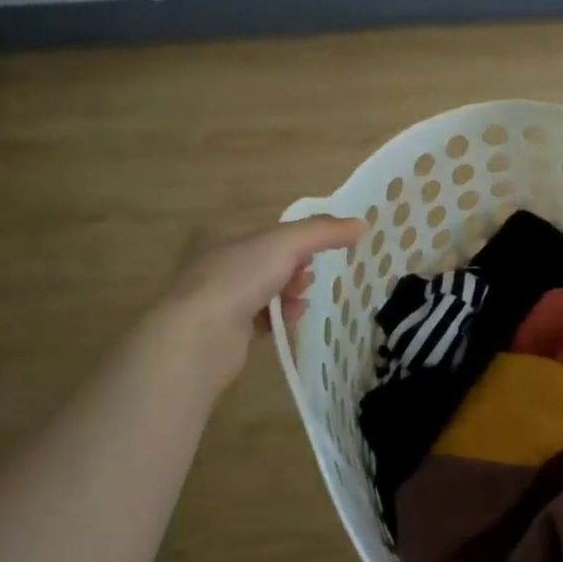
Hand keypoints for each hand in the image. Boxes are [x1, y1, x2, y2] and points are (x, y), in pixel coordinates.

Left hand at [165, 215, 363, 387]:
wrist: (200, 337)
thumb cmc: (239, 278)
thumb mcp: (286, 243)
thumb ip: (323, 231)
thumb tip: (361, 225)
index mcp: (220, 237)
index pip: (265, 234)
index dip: (293, 241)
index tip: (314, 252)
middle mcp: (213, 266)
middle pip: (267, 263)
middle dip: (294, 268)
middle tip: (308, 277)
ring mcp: (216, 301)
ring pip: (264, 292)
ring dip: (289, 293)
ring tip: (301, 300)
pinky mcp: (223, 333)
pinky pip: (260, 320)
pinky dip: (279, 318)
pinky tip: (292, 319)